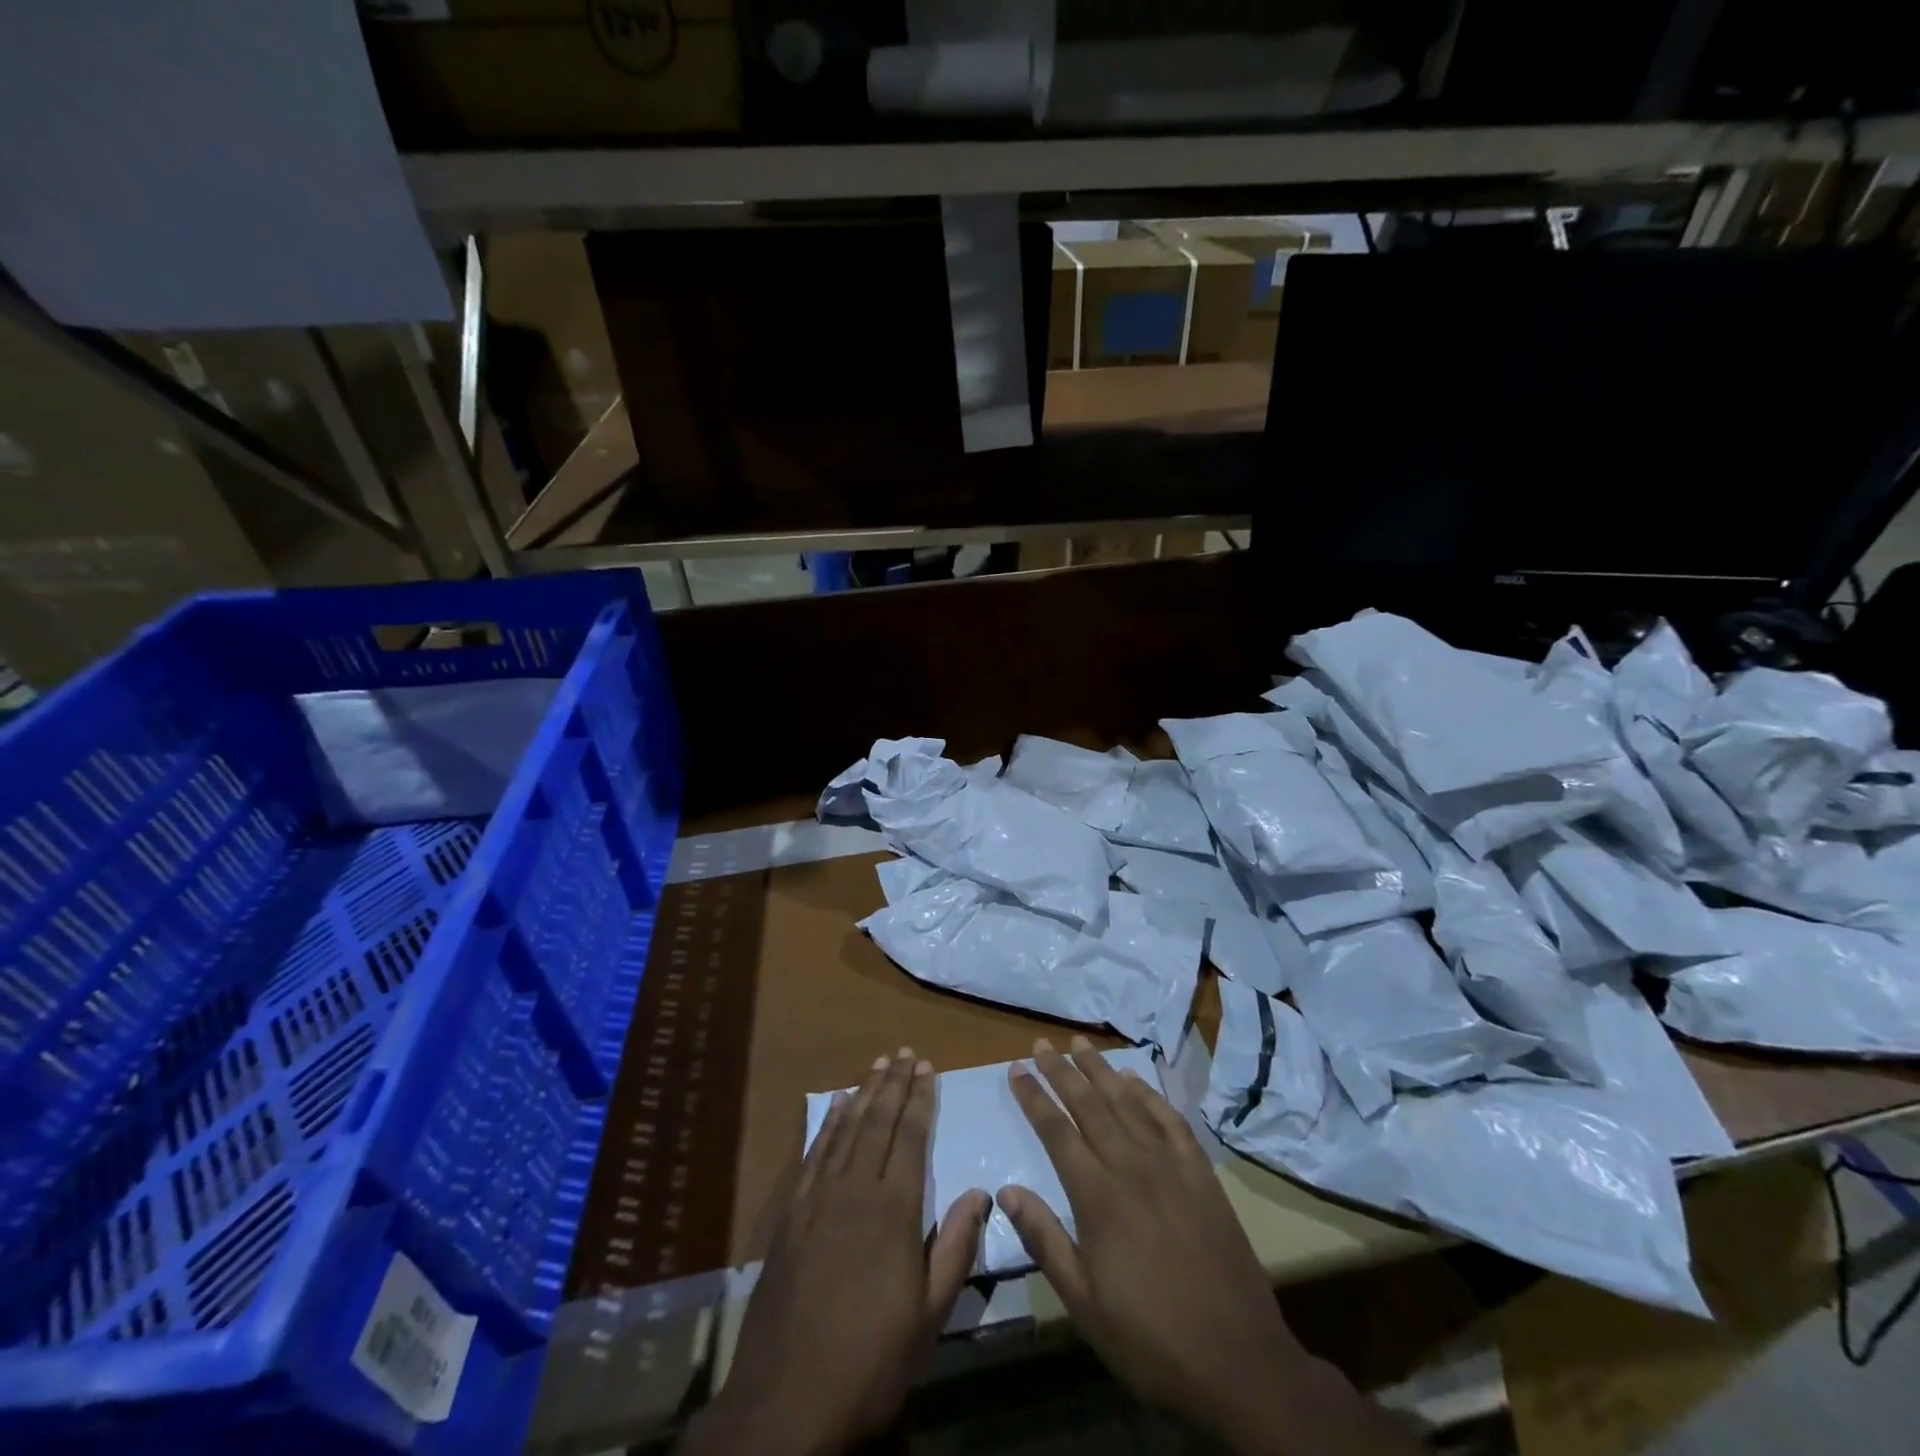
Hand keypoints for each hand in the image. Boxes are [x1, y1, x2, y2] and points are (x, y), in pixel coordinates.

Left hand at [682, 1050, 987, 1455]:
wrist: (786, 1400)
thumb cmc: (871, 1360)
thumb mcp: (930, 1316)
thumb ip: (955, 1248)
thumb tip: (981, 1192)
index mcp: (894, 1210)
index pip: (912, 1138)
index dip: (921, 1099)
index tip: (928, 1068)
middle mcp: (856, 1190)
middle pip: (878, 1122)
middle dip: (894, 1083)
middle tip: (905, 1052)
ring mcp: (818, 1199)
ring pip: (846, 1130)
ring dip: (863, 1092)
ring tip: (877, 1064)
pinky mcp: (791, 1214)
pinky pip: (814, 1154)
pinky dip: (828, 1124)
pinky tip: (835, 1106)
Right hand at [1001, 1037, 1418, 1455]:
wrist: (1239, 1361)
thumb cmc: (1151, 1339)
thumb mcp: (1084, 1304)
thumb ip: (1044, 1241)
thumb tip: (1007, 1191)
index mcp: (1098, 1197)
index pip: (1056, 1132)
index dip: (1034, 1098)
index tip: (1016, 1068)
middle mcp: (1131, 1167)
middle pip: (1089, 1105)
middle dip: (1061, 1071)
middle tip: (1042, 1042)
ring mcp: (1171, 1166)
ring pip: (1127, 1103)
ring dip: (1101, 1070)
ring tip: (1081, 1044)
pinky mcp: (1201, 1174)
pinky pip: (1170, 1120)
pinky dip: (1149, 1094)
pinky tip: (1135, 1079)